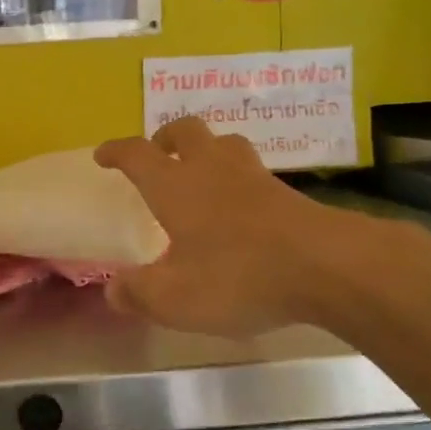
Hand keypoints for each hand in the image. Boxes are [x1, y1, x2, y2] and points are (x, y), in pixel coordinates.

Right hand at [95, 118, 367, 337]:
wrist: (327, 267)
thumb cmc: (237, 276)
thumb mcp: (174, 298)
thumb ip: (138, 293)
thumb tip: (113, 290)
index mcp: (175, 186)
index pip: (137, 155)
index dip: (117, 151)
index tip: (103, 155)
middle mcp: (212, 170)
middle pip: (186, 131)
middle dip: (165, 137)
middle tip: (157, 154)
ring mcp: (254, 177)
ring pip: (225, 144)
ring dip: (207, 150)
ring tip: (201, 174)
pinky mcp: (288, 194)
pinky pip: (253, 172)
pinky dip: (238, 180)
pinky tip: (240, 208)